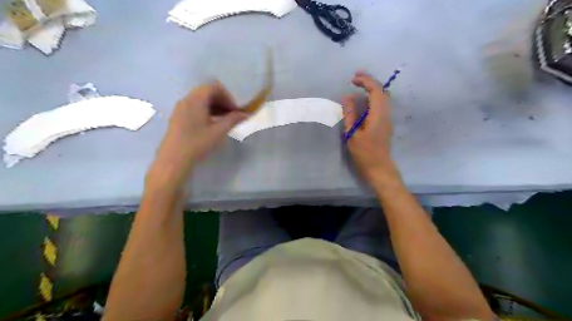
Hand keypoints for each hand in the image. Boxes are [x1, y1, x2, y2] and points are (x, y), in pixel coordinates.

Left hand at [147, 83, 245, 186]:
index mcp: (196, 99)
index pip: (214, 87)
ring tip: (222, 121)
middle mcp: (186, 99)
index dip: (227, 96)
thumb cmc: (198, 143)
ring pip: (200, 100)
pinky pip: (194, 107)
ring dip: (214, 106)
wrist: (174, 159)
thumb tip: (245, 114)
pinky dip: (205, 111)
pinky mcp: (177, 117)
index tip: (234, 110)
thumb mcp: (219, 131)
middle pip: (206, 92)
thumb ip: (232, 120)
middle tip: (231, 115)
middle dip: (221, 101)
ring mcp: (180, 108)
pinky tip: (210, 125)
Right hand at [343, 73, 398, 180]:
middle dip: (369, 81)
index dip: (365, 81)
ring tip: (359, 85)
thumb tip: (347, 97)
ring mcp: (388, 118)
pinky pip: (381, 104)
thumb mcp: (353, 134)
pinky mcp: (386, 122)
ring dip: (372, 88)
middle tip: (355, 77)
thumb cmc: (364, 153)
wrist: (379, 167)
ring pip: (383, 96)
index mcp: (379, 115)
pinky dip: (373, 97)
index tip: (352, 80)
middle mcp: (386, 113)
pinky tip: (363, 100)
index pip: (376, 90)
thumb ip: (350, 114)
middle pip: (382, 90)